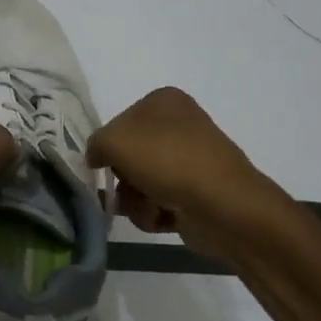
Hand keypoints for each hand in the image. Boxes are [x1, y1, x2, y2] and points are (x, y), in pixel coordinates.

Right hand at [85, 87, 266, 238]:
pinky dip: (155, 213)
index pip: (118, 123)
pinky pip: (161, 201)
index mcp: (163, 101)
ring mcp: (191, 159)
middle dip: (124, 180)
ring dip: (136, 201)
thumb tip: (97, 157)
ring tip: (149, 208)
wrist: (225, 206)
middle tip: (128, 190)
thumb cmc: (168, 161)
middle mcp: (179, 125)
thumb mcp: (115, 141)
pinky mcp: (198, 191)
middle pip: (130, 156)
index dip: (109, 148)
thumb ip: (95, 144)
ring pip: (142, 182)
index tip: (106, 165)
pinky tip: (163, 218)